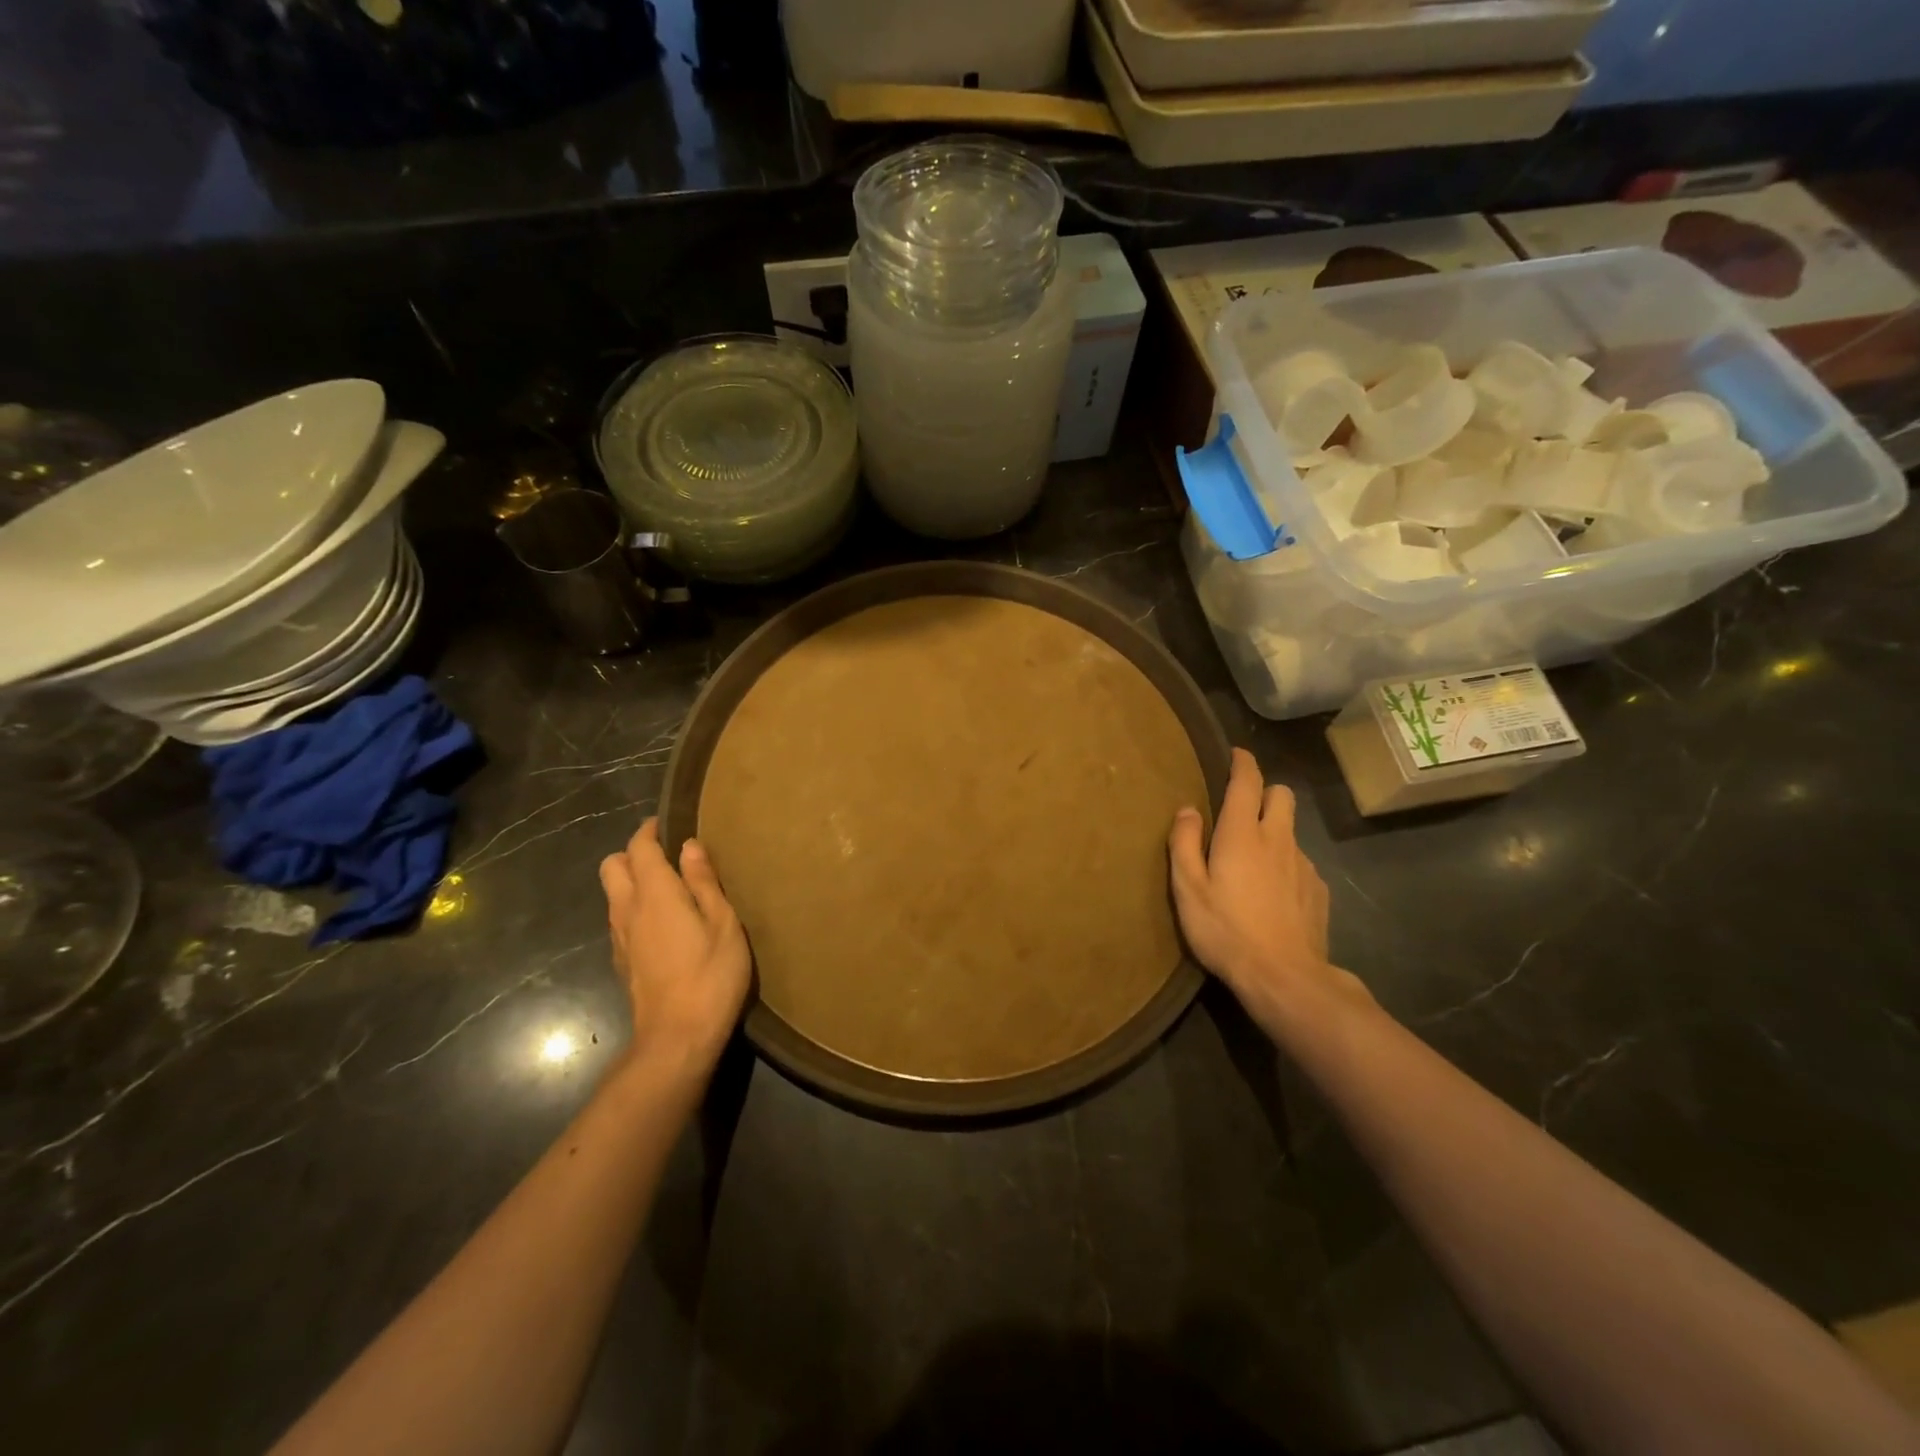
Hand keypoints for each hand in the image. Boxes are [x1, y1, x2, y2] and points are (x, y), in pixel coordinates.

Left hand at [599, 818, 750, 1076]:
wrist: (677, 1038)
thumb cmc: (711, 976)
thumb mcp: (723, 924)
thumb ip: (704, 882)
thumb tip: (689, 846)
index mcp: (655, 894)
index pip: (638, 848)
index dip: (649, 831)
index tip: (666, 823)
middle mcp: (628, 910)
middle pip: (612, 866)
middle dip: (632, 853)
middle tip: (666, 856)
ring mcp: (620, 938)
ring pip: (612, 893)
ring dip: (632, 881)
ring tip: (668, 887)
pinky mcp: (622, 961)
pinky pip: (619, 919)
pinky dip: (634, 907)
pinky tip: (662, 923)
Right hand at [1169, 749, 1365, 1034]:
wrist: (1285, 978)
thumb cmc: (1225, 930)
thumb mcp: (1188, 889)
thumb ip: (1184, 843)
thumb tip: (1187, 809)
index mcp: (1242, 834)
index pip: (1247, 782)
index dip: (1242, 762)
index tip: (1236, 754)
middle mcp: (1278, 839)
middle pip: (1282, 795)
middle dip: (1264, 792)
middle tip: (1242, 810)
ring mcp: (1303, 865)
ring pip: (1291, 830)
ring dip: (1273, 831)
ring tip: (1252, 861)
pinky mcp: (1318, 890)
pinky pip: (1300, 863)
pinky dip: (1285, 865)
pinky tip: (1272, 894)